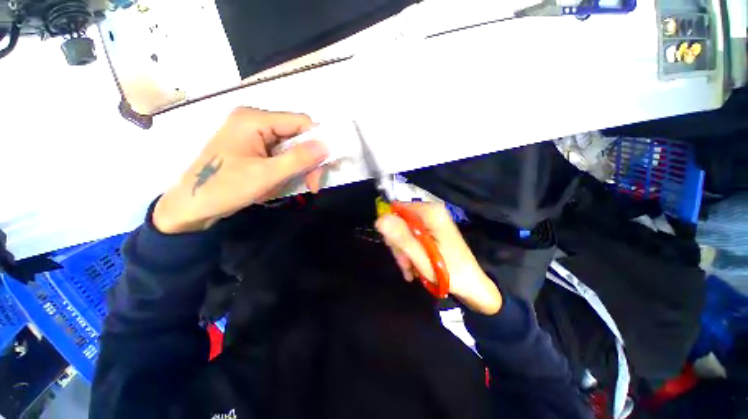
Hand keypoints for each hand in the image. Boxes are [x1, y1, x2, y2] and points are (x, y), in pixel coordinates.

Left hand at [153, 108, 328, 233]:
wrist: (191, 207)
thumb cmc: (224, 188)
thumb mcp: (266, 175)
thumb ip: (299, 159)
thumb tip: (327, 146)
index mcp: (254, 119)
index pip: (301, 122)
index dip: (318, 143)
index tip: (324, 168)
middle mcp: (255, 121)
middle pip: (297, 135)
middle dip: (308, 161)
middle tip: (312, 185)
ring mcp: (253, 134)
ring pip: (291, 147)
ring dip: (299, 168)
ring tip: (295, 186)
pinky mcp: (253, 147)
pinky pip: (281, 154)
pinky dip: (288, 169)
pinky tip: (282, 182)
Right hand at [376, 202, 502, 314]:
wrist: (472, 285)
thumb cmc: (449, 272)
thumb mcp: (421, 257)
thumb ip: (401, 237)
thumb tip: (379, 219)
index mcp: (430, 213)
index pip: (397, 210)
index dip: (392, 229)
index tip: (395, 249)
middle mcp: (431, 212)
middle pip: (401, 222)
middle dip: (399, 245)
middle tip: (405, 265)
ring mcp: (432, 220)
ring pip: (405, 231)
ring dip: (404, 252)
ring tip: (410, 270)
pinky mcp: (432, 229)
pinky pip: (413, 236)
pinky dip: (410, 252)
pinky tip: (414, 267)